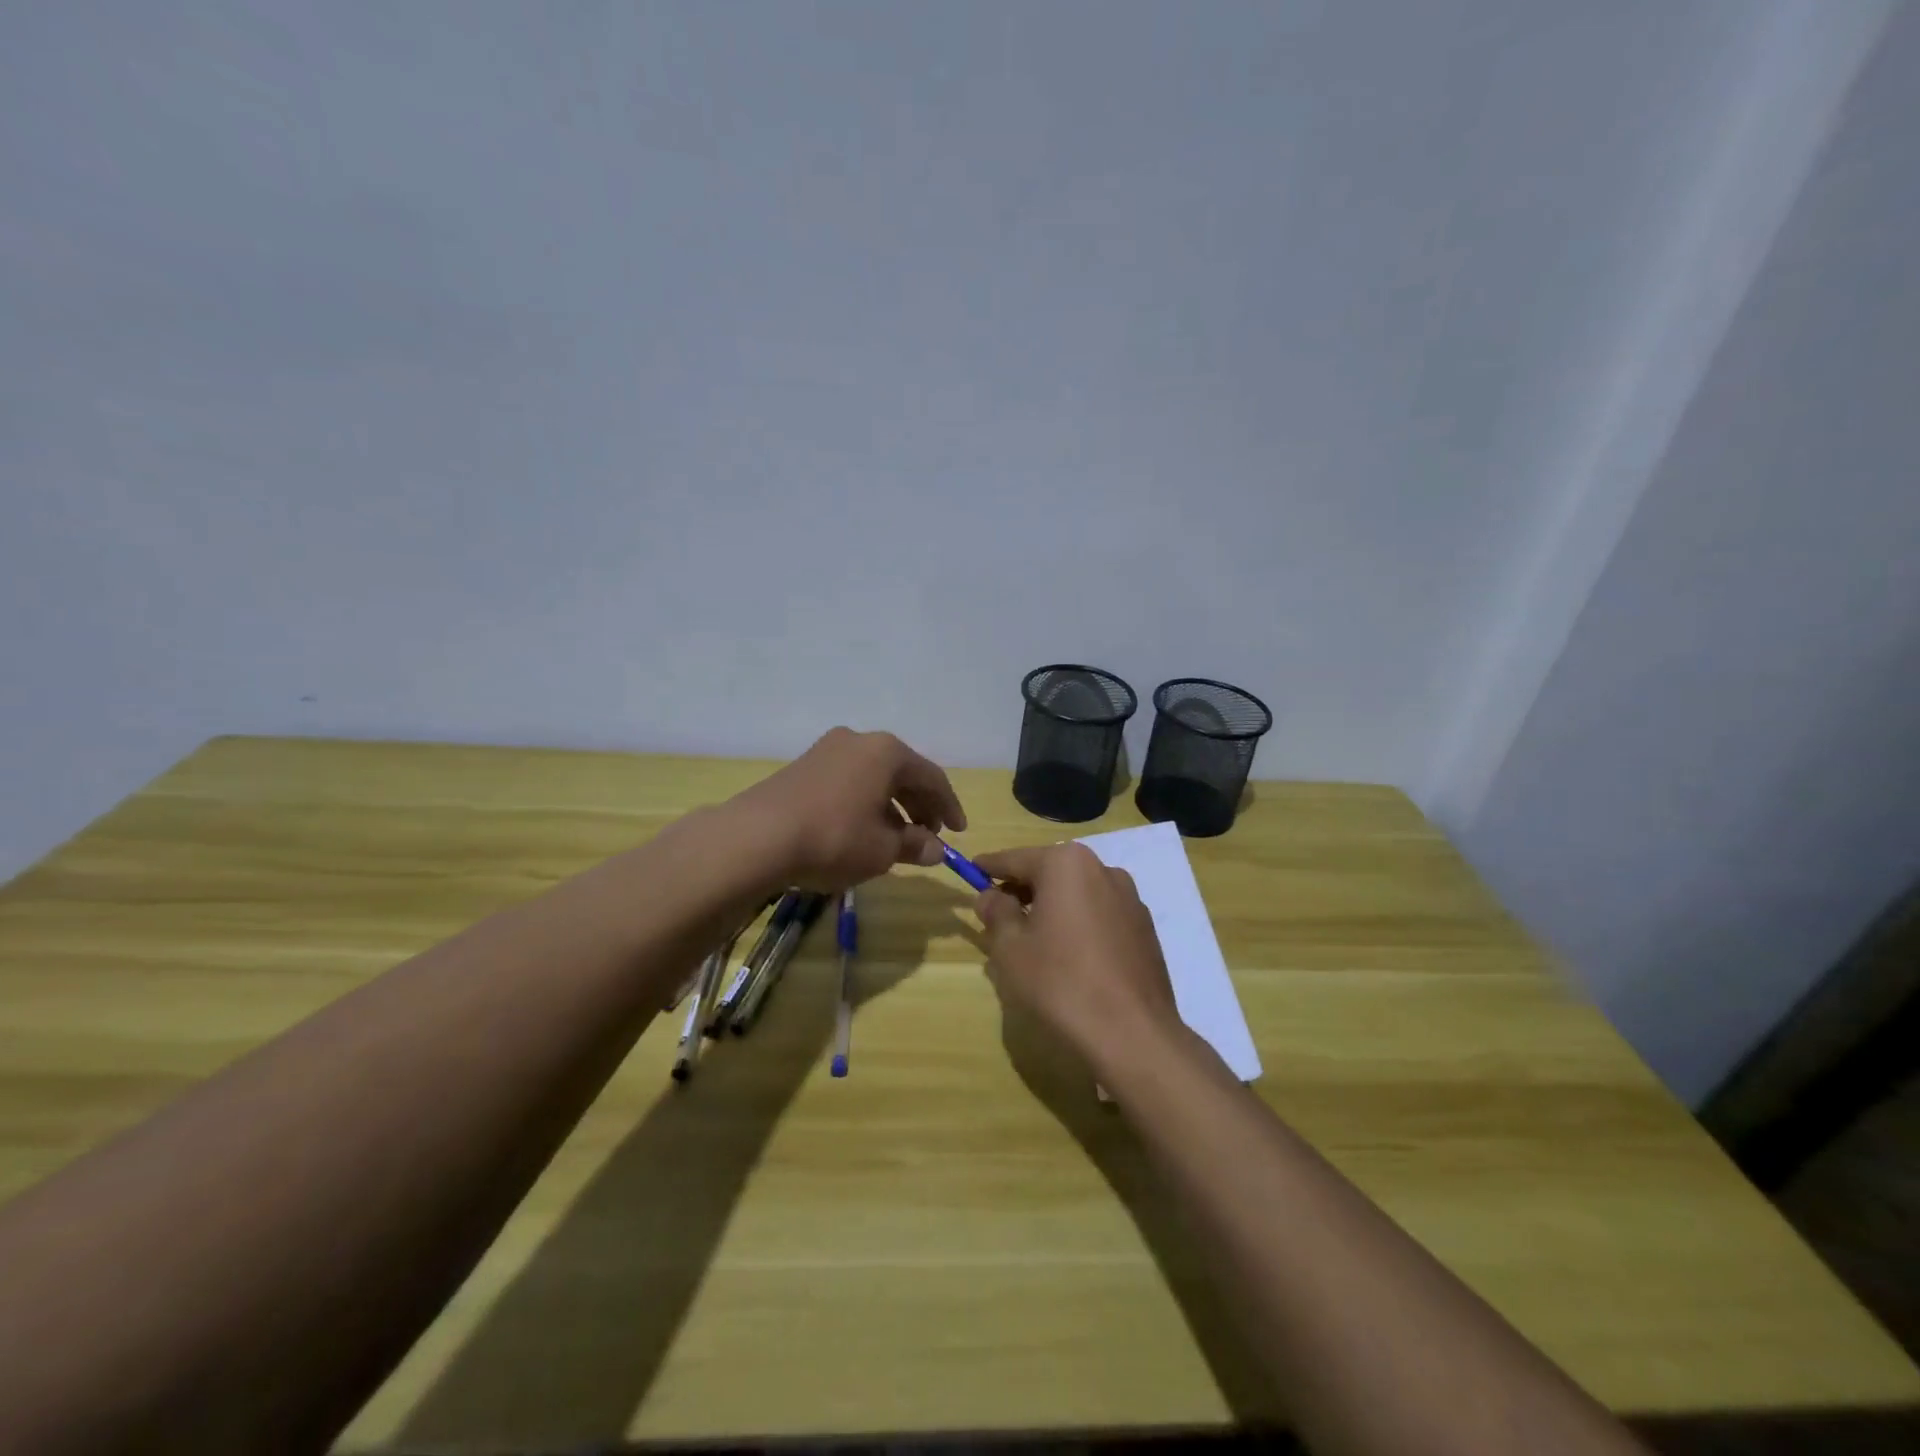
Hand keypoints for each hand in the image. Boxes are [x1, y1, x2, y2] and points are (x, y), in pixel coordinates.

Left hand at [730, 727, 967, 890]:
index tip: (959, 832)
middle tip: (929, 835)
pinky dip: (864, 803)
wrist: (756, 837)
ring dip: (890, 806)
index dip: (949, 807)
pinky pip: (847, 782)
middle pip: (901, 773)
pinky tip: (861, 830)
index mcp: (887, 752)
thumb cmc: (834, 838)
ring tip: (896, 839)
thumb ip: (915, 845)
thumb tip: (935, 849)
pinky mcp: (802, 767)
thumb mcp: (883, 850)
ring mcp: (826, 750)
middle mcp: (858, 741)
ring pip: (872, 777)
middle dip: (919, 806)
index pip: (932, 778)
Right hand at [972, 843, 1180, 1069]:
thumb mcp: (1011, 948)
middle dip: (1021, 890)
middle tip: (996, 915)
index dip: (989, 867)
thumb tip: (991, 896)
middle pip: (1049, 873)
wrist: (1133, 1035)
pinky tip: (1068, 958)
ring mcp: (1129, 899)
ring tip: (1031, 941)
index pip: (1016, 858)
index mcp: (1066, 864)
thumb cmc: (1061, 983)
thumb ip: (996, 913)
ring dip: (1051, 908)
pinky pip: (1099, 915)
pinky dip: (1078, 925)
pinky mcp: (1144, 928)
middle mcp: (1102, 870)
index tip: (971, 870)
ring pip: (1076, 894)